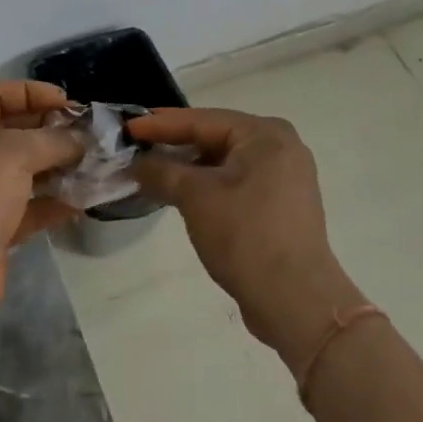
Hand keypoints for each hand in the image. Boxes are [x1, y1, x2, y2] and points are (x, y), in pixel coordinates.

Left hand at [0, 81, 83, 325]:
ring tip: (92, 164)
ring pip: (21, 172)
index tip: (68, 102)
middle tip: (86, 134)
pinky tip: (83, 200)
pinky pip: (26, 207)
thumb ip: (52, 140)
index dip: (31, 93)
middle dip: (49, 131)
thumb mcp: (15, 153)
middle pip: (9, 132)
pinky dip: (52, 202)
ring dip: (55, 166)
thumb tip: (79, 140)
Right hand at [128, 108, 365, 375]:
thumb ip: (161, 171)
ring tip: (151, 172)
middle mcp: (281, 147)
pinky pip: (236, 183)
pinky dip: (208, 186)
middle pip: (215, 138)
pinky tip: (181, 194)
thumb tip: (136, 163)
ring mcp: (284, 178)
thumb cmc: (246, 236)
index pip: (202, 120)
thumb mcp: (196, 197)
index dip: (160, 124)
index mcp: (266, 134)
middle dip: (174, 145)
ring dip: (188, 168)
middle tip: (135, 148)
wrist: (296, 301)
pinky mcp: (281, 206)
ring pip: (224, 163)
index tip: (127, 127)